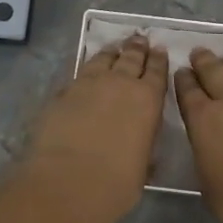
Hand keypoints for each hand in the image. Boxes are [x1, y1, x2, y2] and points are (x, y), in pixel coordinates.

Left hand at [17, 34, 167, 222]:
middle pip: (130, 58)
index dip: (158, 60)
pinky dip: (87, 68)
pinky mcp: (63, 93)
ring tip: (115, 47)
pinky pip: (79, 73)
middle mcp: (120, 83)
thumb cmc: (116, 183)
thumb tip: (140, 142)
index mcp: (147, 100)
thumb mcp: (142, 166)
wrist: (68, 182)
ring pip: (103, 59)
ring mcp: (88, 84)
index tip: (159, 50)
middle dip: (136, 48)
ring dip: (111, 52)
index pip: (156, 71)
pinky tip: (87, 70)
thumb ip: (143, 146)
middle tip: (139, 38)